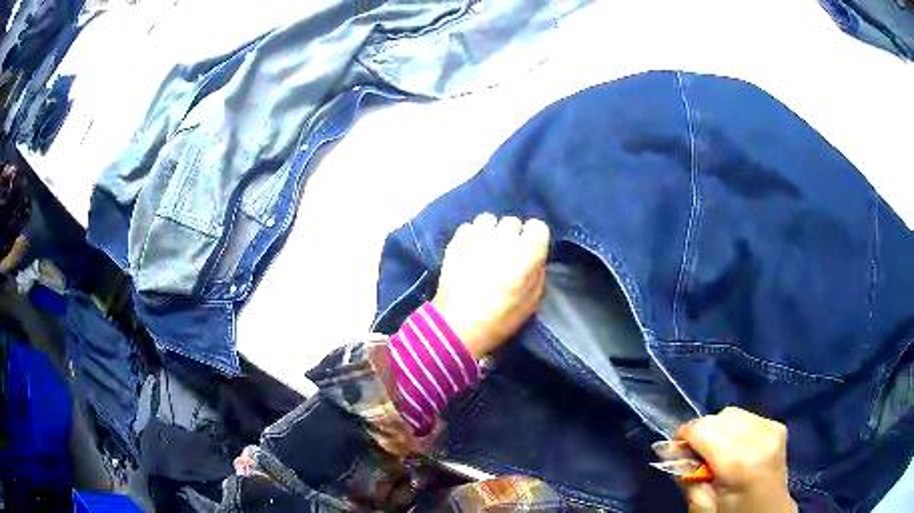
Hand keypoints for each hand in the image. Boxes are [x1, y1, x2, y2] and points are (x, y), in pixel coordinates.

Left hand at [432, 213, 549, 358]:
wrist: (457, 326)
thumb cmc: (500, 319)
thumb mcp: (531, 302)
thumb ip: (537, 274)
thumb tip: (535, 260)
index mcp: (527, 253)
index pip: (538, 226)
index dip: (534, 239)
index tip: (530, 251)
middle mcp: (504, 238)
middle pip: (513, 222)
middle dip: (512, 236)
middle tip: (506, 255)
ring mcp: (478, 236)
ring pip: (489, 220)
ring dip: (491, 232)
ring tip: (486, 250)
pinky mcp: (457, 240)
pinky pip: (469, 227)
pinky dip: (471, 236)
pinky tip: (470, 252)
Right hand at [677, 407, 796, 512]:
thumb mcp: (702, 507)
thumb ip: (686, 477)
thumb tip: (669, 451)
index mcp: (740, 461)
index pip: (703, 428)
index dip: (683, 437)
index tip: (675, 453)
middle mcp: (760, 437)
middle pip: (719, 417)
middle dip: (702, 434)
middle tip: (695, 459)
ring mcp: (772, 428)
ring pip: (732, 413)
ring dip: (718, 430)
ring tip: (717, 455)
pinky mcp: (778, 426)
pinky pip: (747, 417)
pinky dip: (734, 429)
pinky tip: (735, 449)